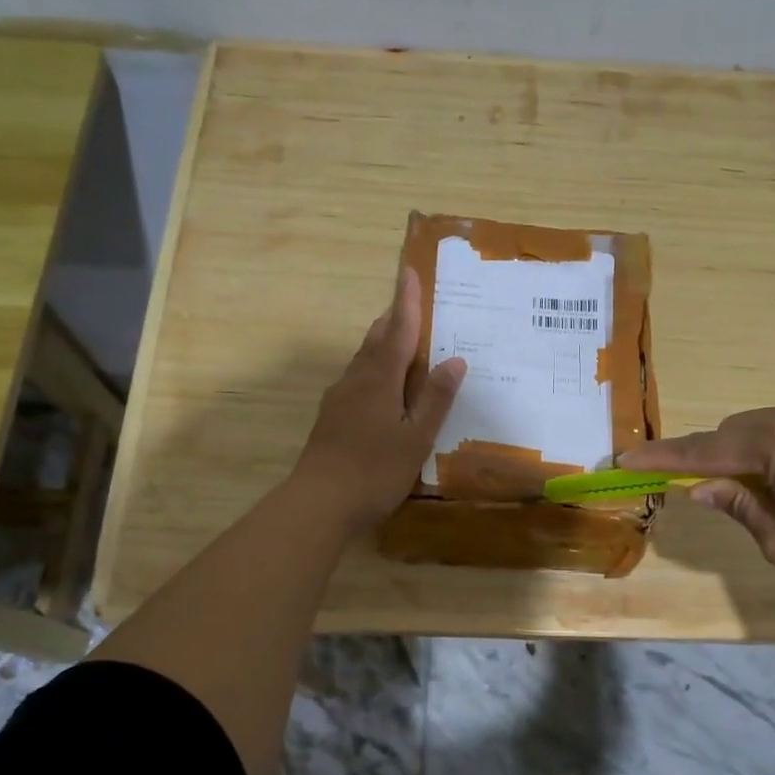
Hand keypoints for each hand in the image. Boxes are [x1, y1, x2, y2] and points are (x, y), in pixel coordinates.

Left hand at [291, 267, 466, 534]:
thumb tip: (455, 360)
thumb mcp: (416, 438)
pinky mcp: (332, 417)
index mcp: (379, 380)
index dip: (406, 302)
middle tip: (411, 304)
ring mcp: (339, 398)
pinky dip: (374, 368)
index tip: (409, 272)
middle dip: (393, 319)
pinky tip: (382, 386)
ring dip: (381, 342)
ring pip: (363, 359)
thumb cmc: (374, 471)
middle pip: (375, 340)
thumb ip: (435, 399)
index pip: (397, 332)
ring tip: (400, 339)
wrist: (318, 503)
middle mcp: (356, 380)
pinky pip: (357, 379)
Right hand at [622, 401, 774, 593]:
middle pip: (737, 429)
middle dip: (716, 455)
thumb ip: (741, 508)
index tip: (627, 459)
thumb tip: (704, 488)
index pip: (704, 450)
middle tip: (712, 488)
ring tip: (771, 489)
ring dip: (756, 450)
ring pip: (774, 425)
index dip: (663, 458)